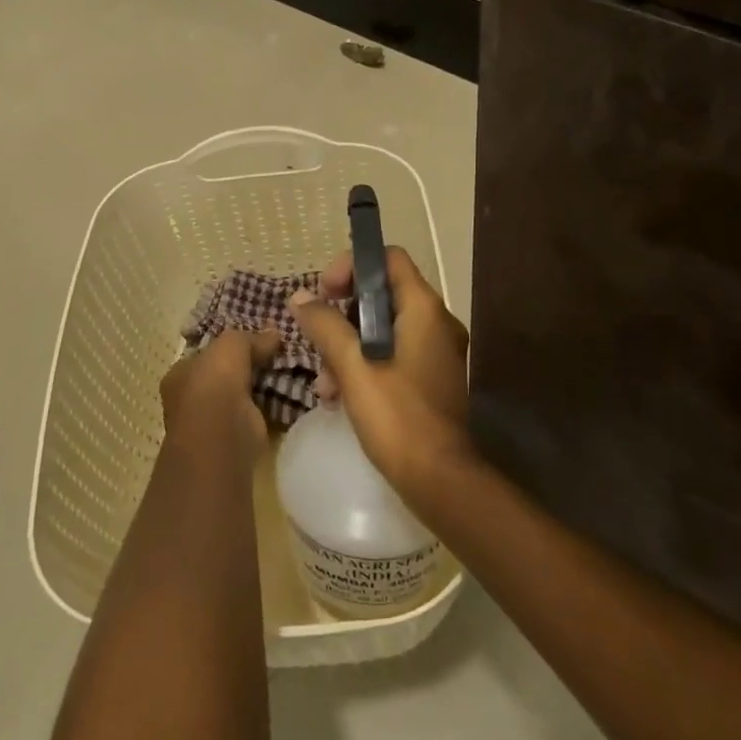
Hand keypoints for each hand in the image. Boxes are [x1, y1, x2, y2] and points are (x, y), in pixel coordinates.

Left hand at [160, 329, 279, 457]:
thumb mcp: (231, 345)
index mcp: (180, 375)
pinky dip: (273, 406)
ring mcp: (213, 422)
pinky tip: (291, 394)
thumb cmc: (214, 384)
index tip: (256, 338)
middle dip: (249, 367)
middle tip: (277, 353)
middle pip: (224, 375)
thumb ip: (250, 338)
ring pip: (242, 396)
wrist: (222, 437)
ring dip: (262, 387)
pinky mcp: (237, 438)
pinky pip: (258, 414)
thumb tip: (274, 334)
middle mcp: (191, 399)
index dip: (229, 346)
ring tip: (290, 370)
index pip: (205, 355)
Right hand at [291, 247, 472, 499]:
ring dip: (345, 347)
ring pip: (381, 329)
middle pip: (380, 294)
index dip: (353, 265)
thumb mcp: (353, 366)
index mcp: (424, 309)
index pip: (389, 258)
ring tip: (323, 383)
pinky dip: (362, 365)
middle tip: (315, 338)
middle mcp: (435, 322)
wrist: (440, 481)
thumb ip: (325, 326)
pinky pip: (390, 354)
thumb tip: (300, 297)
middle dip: (340, 315)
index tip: (324, 292)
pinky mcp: (427, 379)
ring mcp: (434, 352)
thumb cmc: (397, 417)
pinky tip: (337, 397)